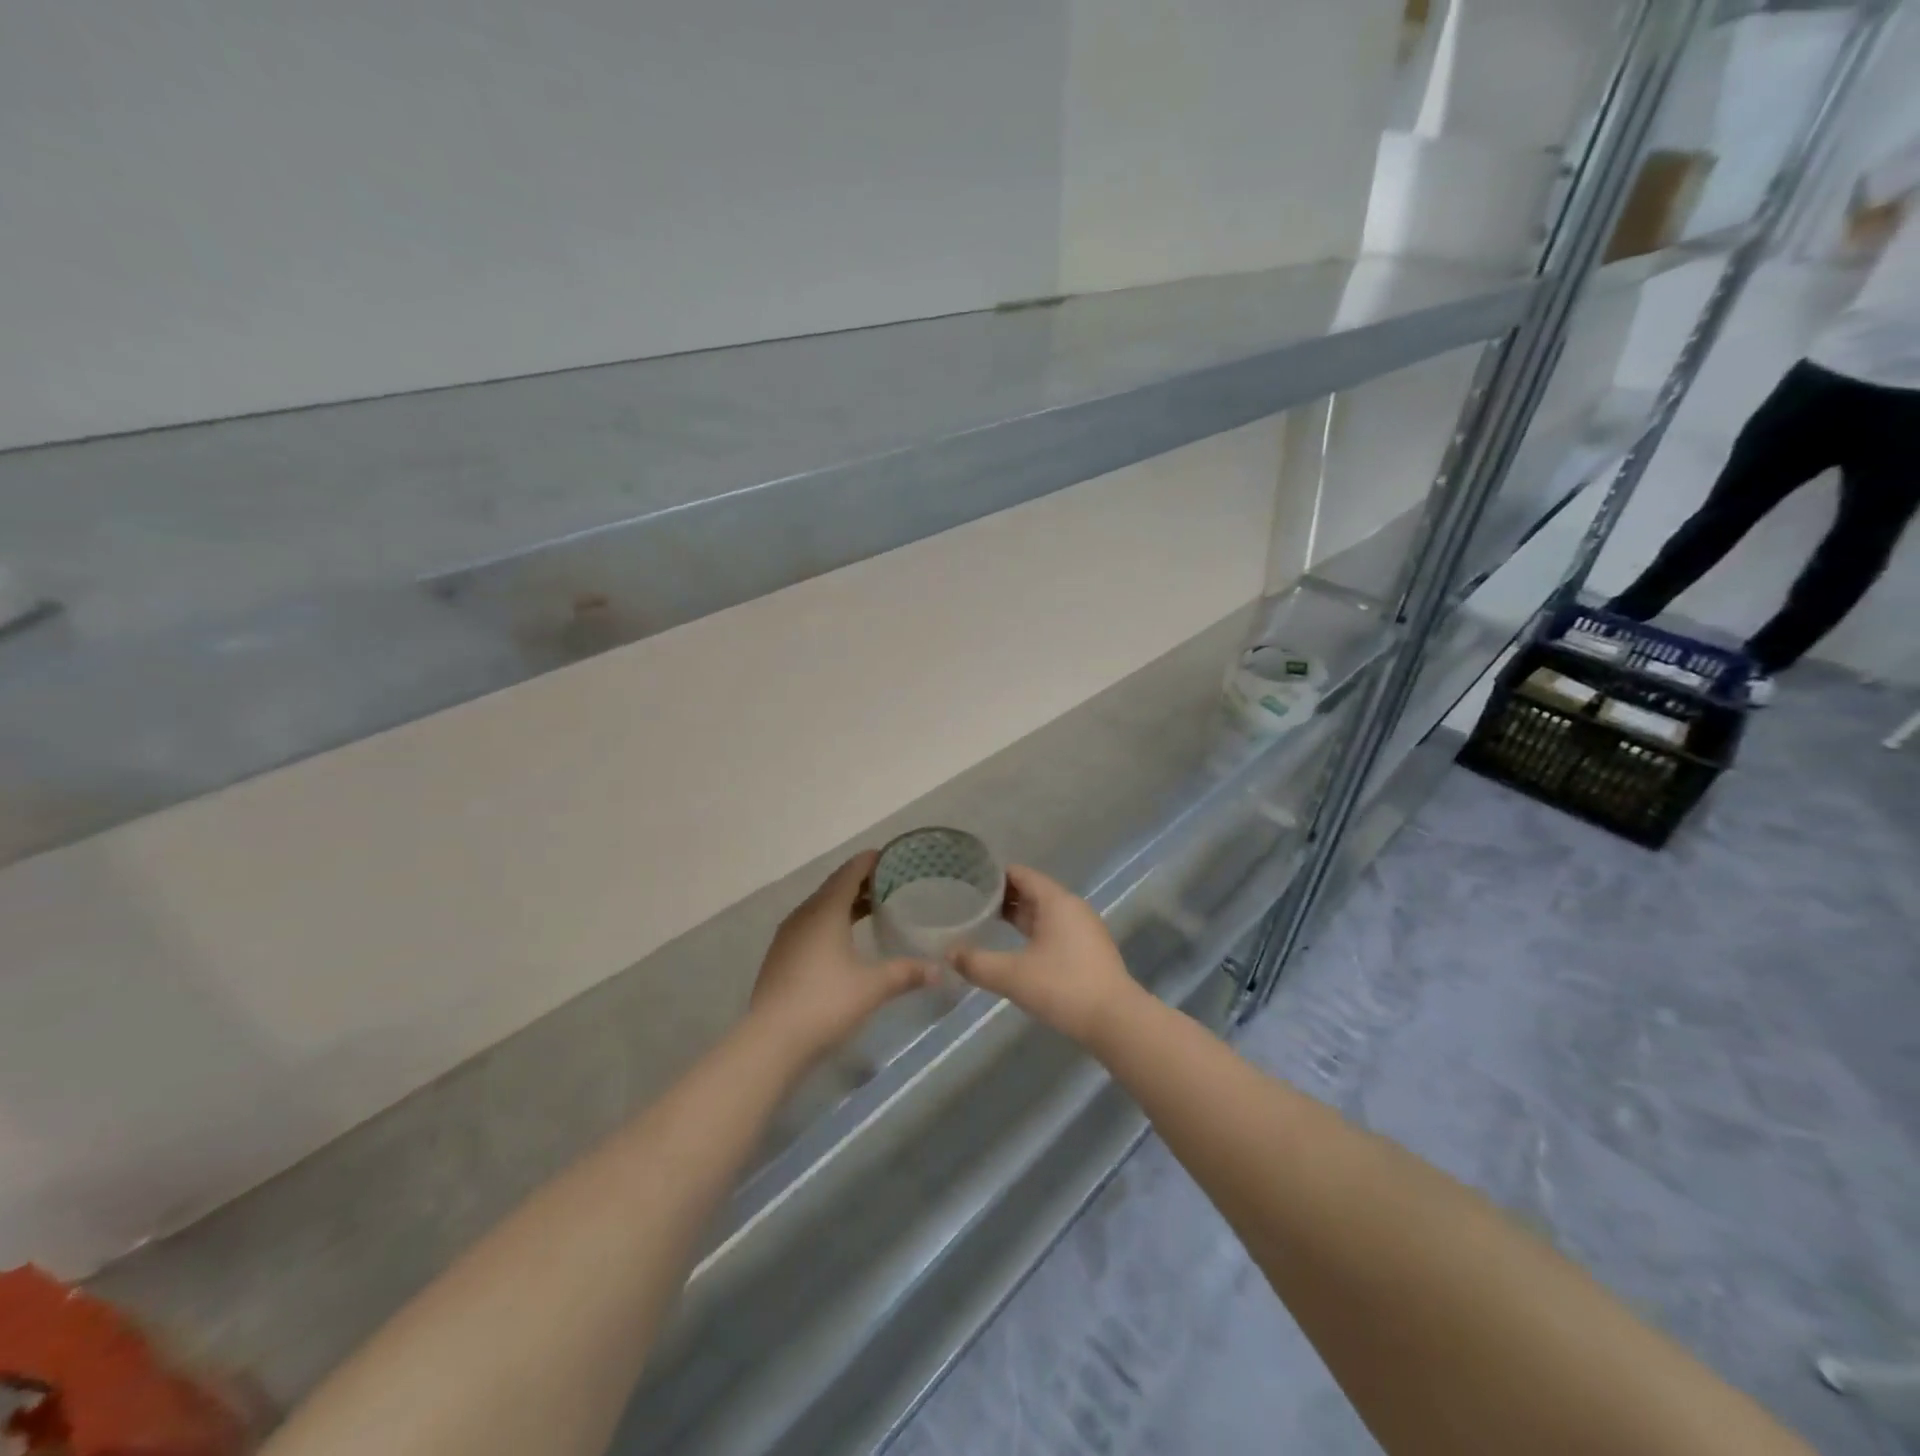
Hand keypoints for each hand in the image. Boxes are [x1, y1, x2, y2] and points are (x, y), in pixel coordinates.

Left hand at [748, 851, 933, 1064]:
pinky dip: (830, 922)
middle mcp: (804, 915)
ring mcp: (788, 936)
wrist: (771, 1040)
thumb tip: (939, 971)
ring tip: (871, 909)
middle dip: (860, 882)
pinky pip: (810, 925)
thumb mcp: (873, 986)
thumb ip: (906, 973)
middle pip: (834, 887)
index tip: (891, 857)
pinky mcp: (780, 956)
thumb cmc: (826, 1002)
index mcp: (825, 911)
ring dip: (845, 903)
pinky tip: (844, 940)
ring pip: (820, 907)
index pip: (849, 873)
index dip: (870, 862)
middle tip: (889, 883)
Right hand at [948, 865, 1142, 1044]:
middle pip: (1032, 891)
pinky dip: (1034, 931)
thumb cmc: (1063, 987)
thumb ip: (976, 963)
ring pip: (1044, 912)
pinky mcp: (1089, 949)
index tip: (968, 881)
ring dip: (1018, 916)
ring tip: (987, 923)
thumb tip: (948, 953)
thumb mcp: (1012, 976)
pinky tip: (1017, 948)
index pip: (1020, 874)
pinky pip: (1055, 929)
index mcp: (1055, 901)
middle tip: (970, 903)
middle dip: (1002, 897)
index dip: (993, 876)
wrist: (1116, 1020)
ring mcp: (1084, 928)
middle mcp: (1072, 907)